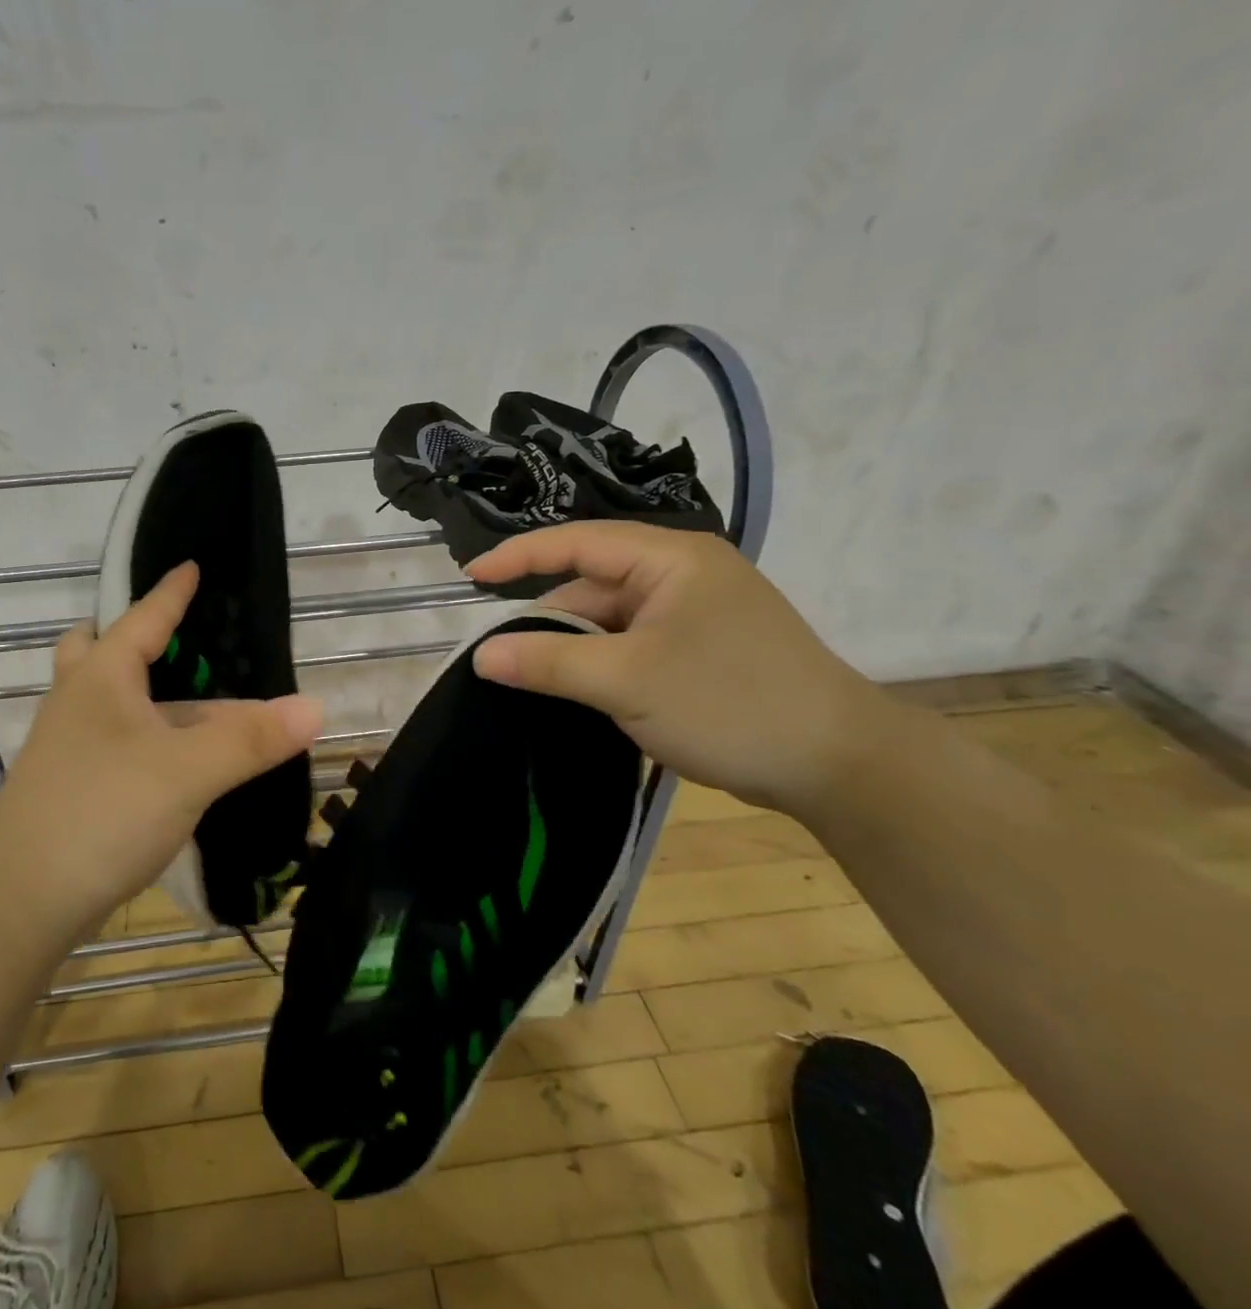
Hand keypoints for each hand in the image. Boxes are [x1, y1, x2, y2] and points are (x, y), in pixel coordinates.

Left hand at [0, 562, 323, 933]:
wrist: (17, 902)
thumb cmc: (100, 813)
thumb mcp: (187, 771)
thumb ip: (250, 740)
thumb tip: (315, 707)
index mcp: (101, 678)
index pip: (142, 618)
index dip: (170, 593)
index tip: (191, 566)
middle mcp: (79, 703)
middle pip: (100, 653)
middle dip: (135, 641)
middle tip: (174, 643)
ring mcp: (70, 749)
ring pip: (113, 704)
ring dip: (152, 699)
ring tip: (202, 704)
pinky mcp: (74, 790)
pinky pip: (118, 744)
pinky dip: (150, 740)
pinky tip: (181, 763)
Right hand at [467, 524, 893, 816]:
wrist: (840, 766)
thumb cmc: (730, 703)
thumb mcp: (626, 681)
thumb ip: (548, 662)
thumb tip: (480, 655)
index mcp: (671, 560)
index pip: (577, 542)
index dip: (518, 556)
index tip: (469, 578)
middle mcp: (682, 576)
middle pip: (592, 587)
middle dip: (547, 621)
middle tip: (500, 659)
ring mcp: (695, 615)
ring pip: (610, 622)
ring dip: (574, 651)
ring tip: (534, 684)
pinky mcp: (701, 651)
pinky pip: (632, 646)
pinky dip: (601, 667)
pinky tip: (579, 695)